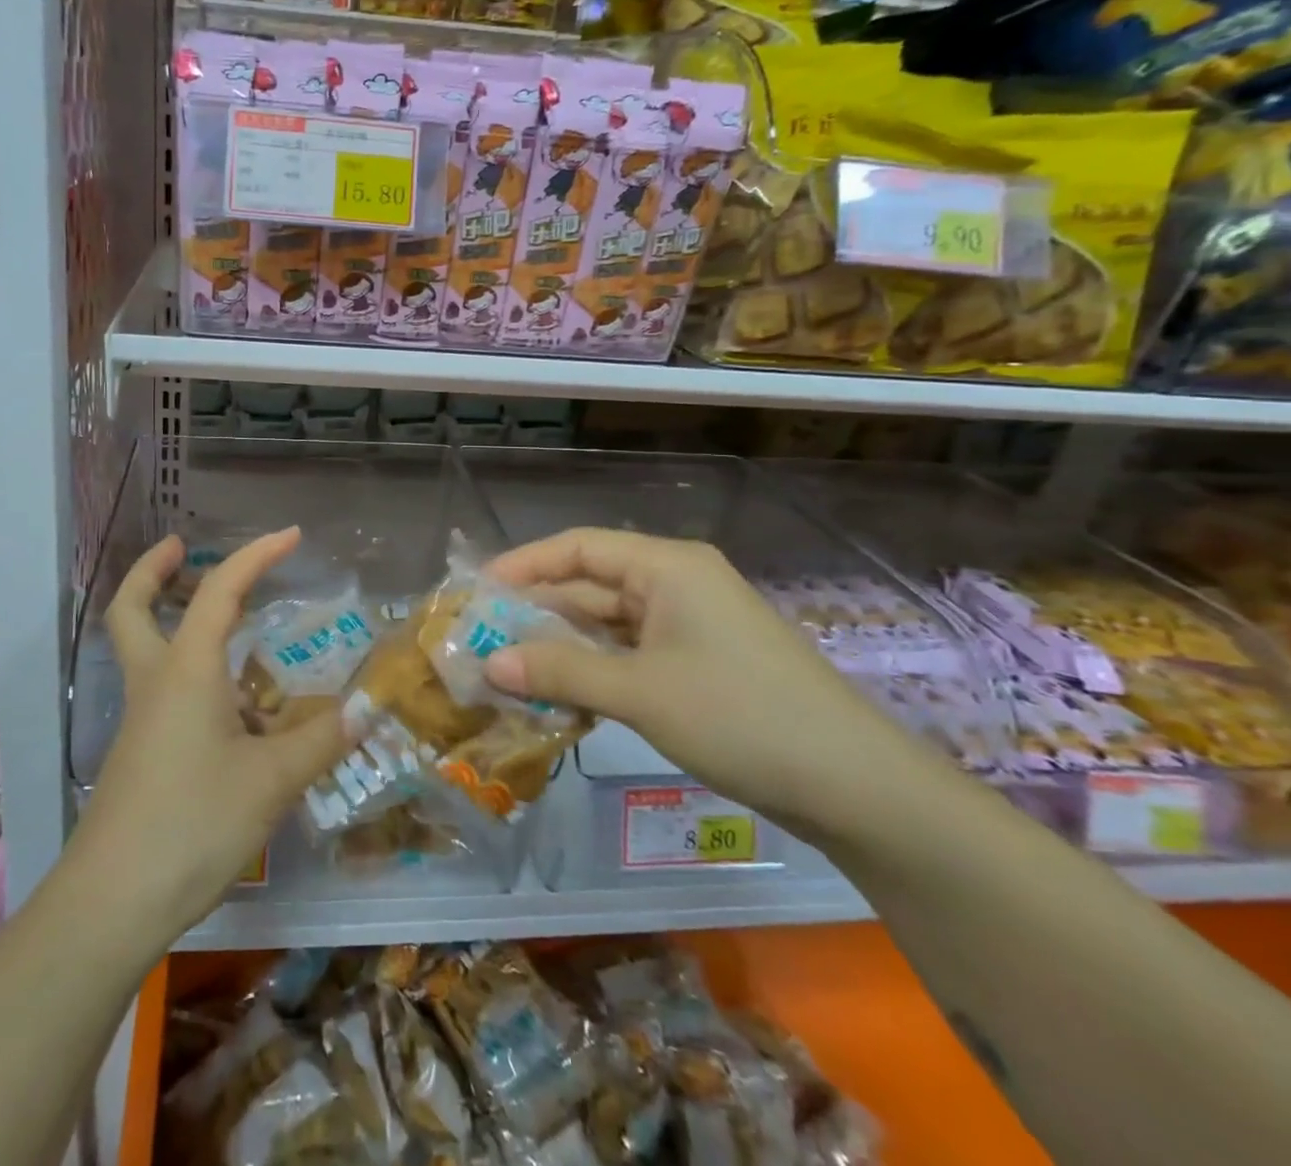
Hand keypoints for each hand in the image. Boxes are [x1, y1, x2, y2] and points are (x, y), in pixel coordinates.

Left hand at [74, 527, 350, 936]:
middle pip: (133, 609)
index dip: (256, 555)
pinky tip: (239, 714)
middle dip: (154, 571)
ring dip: (176, 624)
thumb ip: (321, 740)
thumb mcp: (271, 780)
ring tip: (237, 634)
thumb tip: (367, 709)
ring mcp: (142, 721)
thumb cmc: (193, 822)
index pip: (221, 591)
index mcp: (186, 670)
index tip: (291, 535)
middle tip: (180, 549)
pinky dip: (196, 680)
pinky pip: (167, 695)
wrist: (112, 903)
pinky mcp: (142, 755)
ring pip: (147, 651)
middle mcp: (156, 682)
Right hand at [484, 527, 929, 832]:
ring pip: (609, 623)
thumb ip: (560, 671)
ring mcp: (691, 624)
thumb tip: (488, 663)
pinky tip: (561, 694)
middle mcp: (677, 583)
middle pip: (591, 584)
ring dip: (563, 645)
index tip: (478, 592)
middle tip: (482, 639)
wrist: (856, 787)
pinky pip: (631, 653)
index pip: (578, 547)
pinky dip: (595, 669)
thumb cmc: (741, 717)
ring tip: (509, 670)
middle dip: (537, 611)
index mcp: (667, 566)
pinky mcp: (700, 663)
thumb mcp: (640, 692)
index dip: (524, 564)